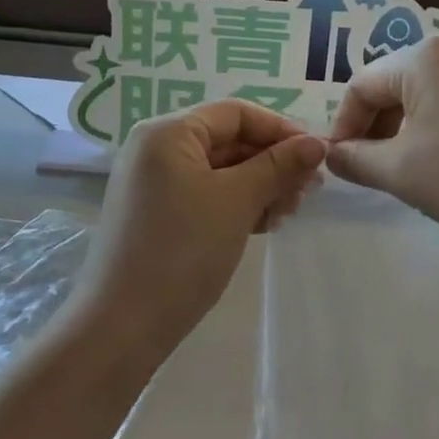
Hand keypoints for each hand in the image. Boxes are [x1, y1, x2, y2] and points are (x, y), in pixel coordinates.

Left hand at [82, 100, 325, 360]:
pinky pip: (203, 194)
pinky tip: (264, 224)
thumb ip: (278, 166)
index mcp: (168, 132)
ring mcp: (152, 182)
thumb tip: (317, 143)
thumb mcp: (237, 201)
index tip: (316, 156)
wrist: (122, 326)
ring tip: (289, 212)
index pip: (235, 113)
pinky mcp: (155, 213)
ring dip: (259, 185)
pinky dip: (235, 203)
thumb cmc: (183, 251)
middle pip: (227, 140)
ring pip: (218, 170)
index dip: (280, 129)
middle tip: (309, 191)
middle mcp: (155, 148)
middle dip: (272, 162)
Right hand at [325, 36, 438, 260]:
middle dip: (381, 125)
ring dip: (416, 125)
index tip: (341, 164)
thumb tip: (332, 154)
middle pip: (401, 82)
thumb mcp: (403, 173)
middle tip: (378, 169)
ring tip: (420, 167)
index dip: (344, 126)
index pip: (362, 85)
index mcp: (427, 56)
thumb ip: (356, 160)